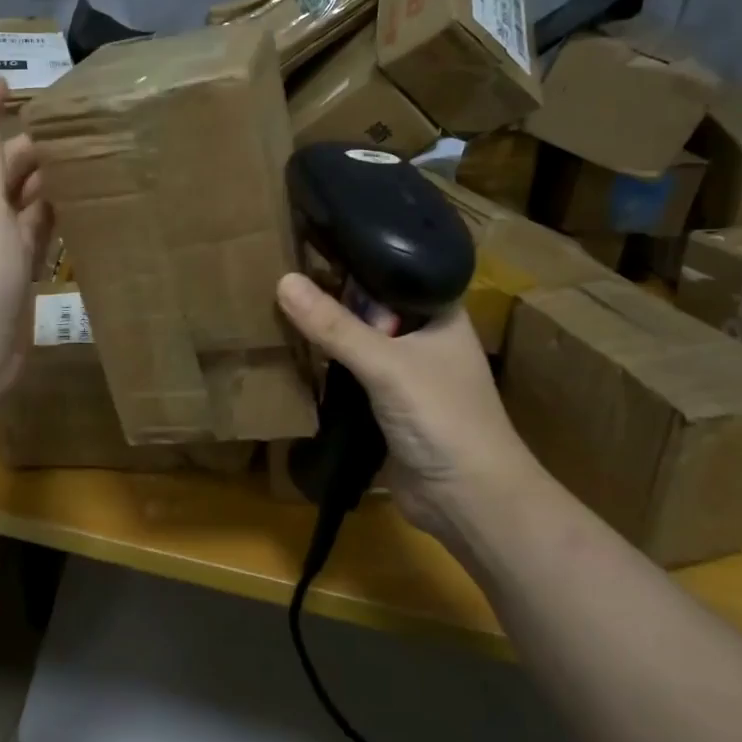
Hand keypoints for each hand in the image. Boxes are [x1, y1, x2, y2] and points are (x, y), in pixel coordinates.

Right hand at [275, 273, 546, 543]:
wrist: (468, 501)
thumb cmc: (443, 418)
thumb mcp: (386, 365)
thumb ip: (335, 326)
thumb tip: (283, 280)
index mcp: (438, 313)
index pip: (390, 269)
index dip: (352, 256)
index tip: (305, 240)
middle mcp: (422, 336)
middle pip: (368, 307)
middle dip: (329, 296)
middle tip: (276, 272)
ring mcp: (404, 373)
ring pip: (356, 342)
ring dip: (324, 334)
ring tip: (273, 305)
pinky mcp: (385, 406)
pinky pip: (348, 376)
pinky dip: (324, 368)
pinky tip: (290, 352)